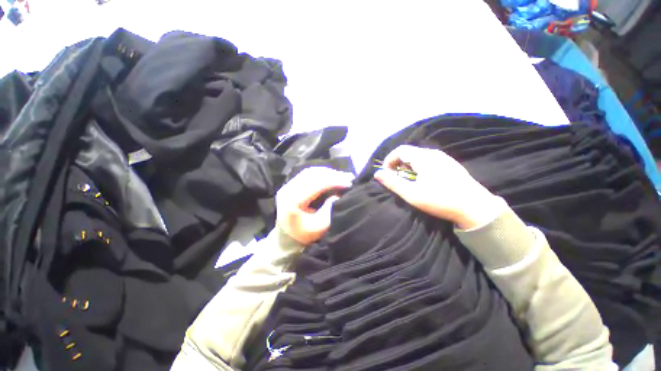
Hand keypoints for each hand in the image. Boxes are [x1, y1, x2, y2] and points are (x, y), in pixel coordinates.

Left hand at [277, 167, 353, 244]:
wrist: (288, 236)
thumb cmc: (305, 234)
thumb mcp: (319, 227)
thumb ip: (329, 211)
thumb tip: (337, 195)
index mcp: (292, 203)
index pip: (315, 186)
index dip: (333, 182)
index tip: (348, 183)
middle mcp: (287, 191)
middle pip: (311, 175)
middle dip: (332, 175)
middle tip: (348, 176)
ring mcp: (287, 186)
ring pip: (309, 172)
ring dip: (327, 173)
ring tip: (342, 175)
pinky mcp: (291, 184)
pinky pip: (307, 174)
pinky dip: (321, 173)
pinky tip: (332, 176)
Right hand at [374, 145, 505, 229]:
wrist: (475, 207)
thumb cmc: (439, 199)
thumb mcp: (411, 193)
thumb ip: (392, 182)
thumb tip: (377, 174)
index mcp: (424, 157)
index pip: (400, 150)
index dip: (389, 160)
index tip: (386, 174)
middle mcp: (434, 153)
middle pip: (409, 153)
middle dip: (398, 164)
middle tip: (396, 179)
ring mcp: (444, 158)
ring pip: (419, 157)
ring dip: (408, 166)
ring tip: (408, 181)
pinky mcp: (450, 165)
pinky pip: (428, 161)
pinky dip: (419, 168)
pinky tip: (423, 181)